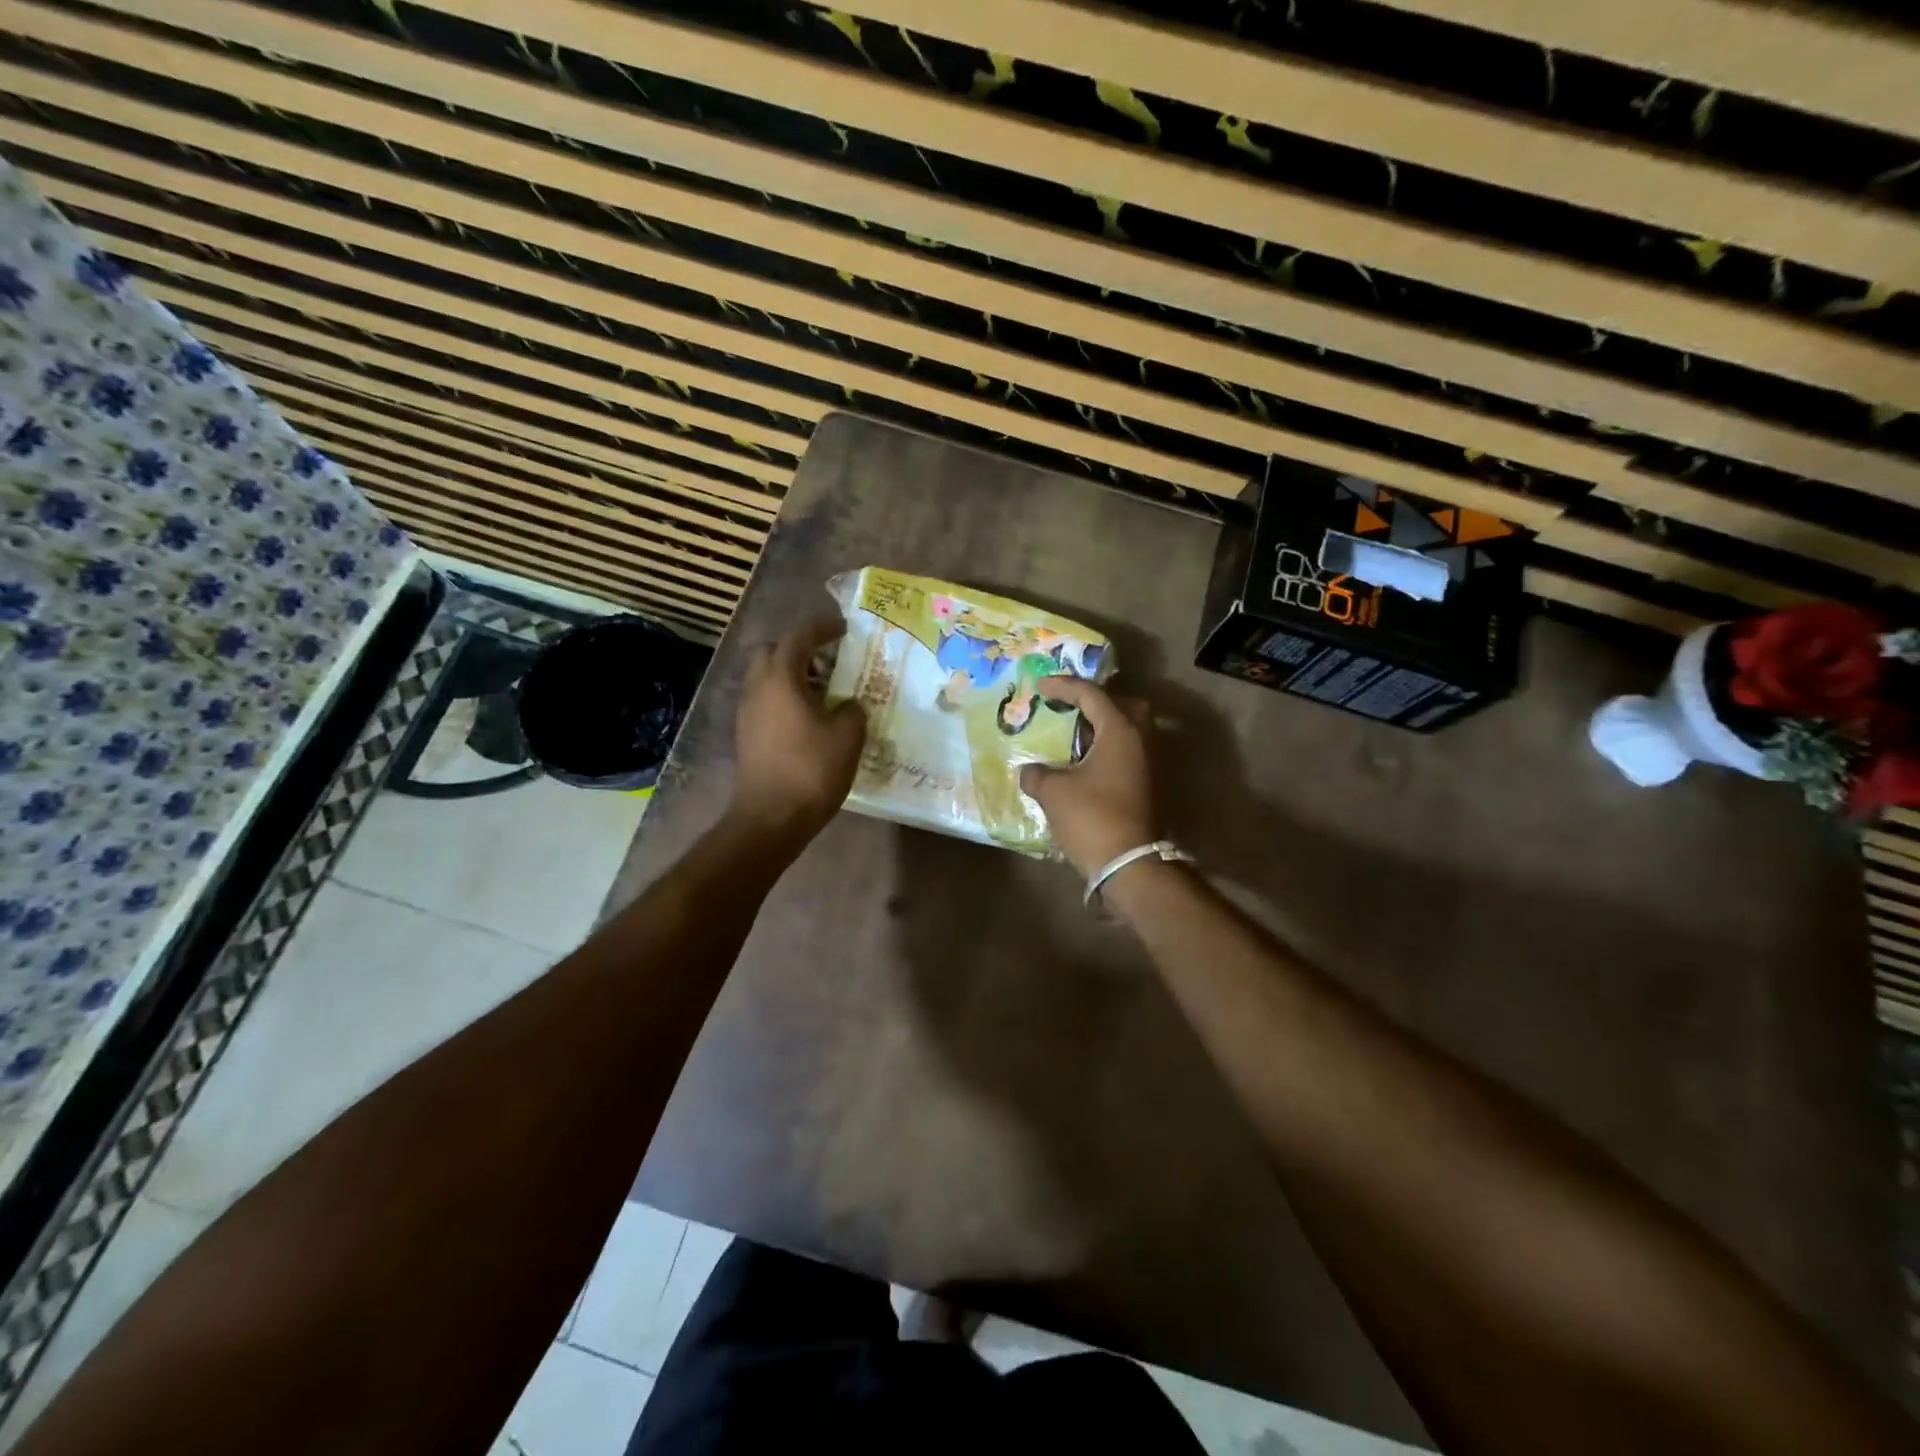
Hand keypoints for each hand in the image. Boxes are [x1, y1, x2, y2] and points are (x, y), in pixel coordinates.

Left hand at [730, 618, 866, 842]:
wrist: (770, 818)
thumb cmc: (811, 770)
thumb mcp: (848, 736)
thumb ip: (852, 709)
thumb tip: (848, 704)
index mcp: (780, 678)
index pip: (798, 637)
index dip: (822, 628)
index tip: (843, 629)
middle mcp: (757, 688)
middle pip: (772, 652)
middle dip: (799, 650)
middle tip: (828, 662)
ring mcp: (747, 713)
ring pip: (766, 678)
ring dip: (793, 676)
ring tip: (825, 693)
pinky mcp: (747, 735)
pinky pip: (765, 701)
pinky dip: (785, 698)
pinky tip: (810, 719)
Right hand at [1018, 677, 1155, 878]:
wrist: (1128, 864)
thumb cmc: (1091, 818)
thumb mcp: (1054, 792)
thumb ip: (1037, 774)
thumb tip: (1028, 771)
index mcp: (1120, 732)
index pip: (1092, 695)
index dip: (1064, 686)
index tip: (1040, 687)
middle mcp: (1140, 742)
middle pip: (1124, 707)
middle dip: (1097, 703)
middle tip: (1070, 708)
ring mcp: (1145, 766)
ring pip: (1126, 733)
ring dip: (1100, 730)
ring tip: (1070, 738)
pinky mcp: (1143, 788)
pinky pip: (1124, 755)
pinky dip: (1103, 751)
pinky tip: (1079, 765)